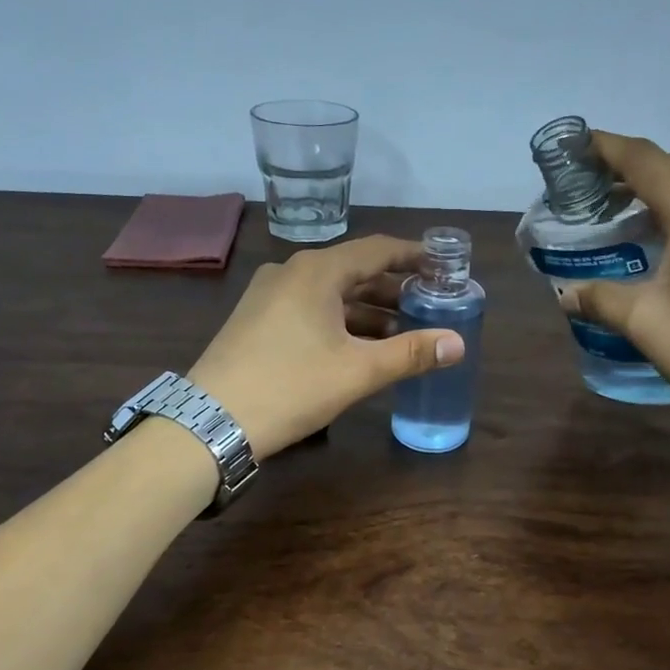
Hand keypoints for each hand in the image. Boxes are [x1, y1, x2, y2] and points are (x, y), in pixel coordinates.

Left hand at [188, 236, 465, 457]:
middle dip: (392, 287)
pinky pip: (308, 308)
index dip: (413, 255)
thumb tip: (458, 343)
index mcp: (317, 271)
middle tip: (428, 303)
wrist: (211, 420)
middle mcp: (291, 272)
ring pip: (329, 293)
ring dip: (366, 309)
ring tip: (400, 330)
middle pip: (353, 270)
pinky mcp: (256, 320)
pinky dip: (338, 320)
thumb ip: (410, 353)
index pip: (377, 249)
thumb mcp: (357, 371)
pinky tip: (356, 345)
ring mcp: (268, 296)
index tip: (442, 265)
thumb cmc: (291, 387)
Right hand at [564, 131, 669, 427]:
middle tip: (588, 179)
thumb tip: (565, 294)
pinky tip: (660, 230)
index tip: (577, 145)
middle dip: (630, 166)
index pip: (648, 163)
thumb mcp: (644, 322)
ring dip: (657, 186)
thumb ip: (600, 298)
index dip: (609, 149)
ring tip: (617, 202)